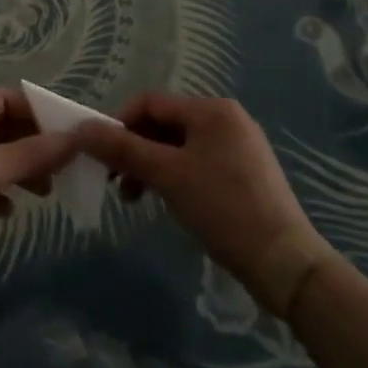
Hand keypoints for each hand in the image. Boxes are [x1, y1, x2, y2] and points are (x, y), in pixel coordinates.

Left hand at [0, 88, 75, 275]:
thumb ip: (33, 153)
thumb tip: (75, 137)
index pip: (5, 99)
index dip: (38, 112)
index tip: (68, 131)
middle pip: (0, 127)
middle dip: (31, 145)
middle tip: (63, 166)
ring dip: (18, 169)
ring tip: (46, 191)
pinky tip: (9, 210)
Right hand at [74, 93, 330, 313]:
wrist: (286, 264)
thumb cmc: (222, 208)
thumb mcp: (166, 175)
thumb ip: (122, 149)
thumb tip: (81, 128)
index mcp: (211, 110)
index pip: (149, 103)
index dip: (119, 125)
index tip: (103, 158)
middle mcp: (227, 120)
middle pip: (163, 124)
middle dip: (135, 150)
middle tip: (116, 183)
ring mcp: (239, 147)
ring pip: (179, 147)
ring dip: (151, 166)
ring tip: (135, 198)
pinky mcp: (246, 174)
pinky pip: (197, 163)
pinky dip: (175, 177)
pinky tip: (168, 201)